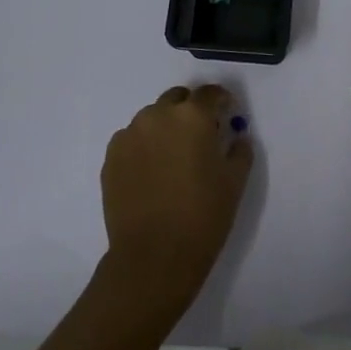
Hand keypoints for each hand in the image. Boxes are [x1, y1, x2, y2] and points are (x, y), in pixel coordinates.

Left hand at [101, 85, 251, 311]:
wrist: (153, 256)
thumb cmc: (203, 215)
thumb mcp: (235, 180)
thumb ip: (239, 149)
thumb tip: (235, 136)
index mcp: (193, 116)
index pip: (210, 93)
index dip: (221, 102)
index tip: (227, 115)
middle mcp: (158, 115)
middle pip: (177, 99)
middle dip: (190, 111)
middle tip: (200, 137)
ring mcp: (130, 135)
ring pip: (152, 118)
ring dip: (166, 127)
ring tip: (173, 158)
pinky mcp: (111, 157)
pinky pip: (132, 139)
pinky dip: (144, 146)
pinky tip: (152, 173)